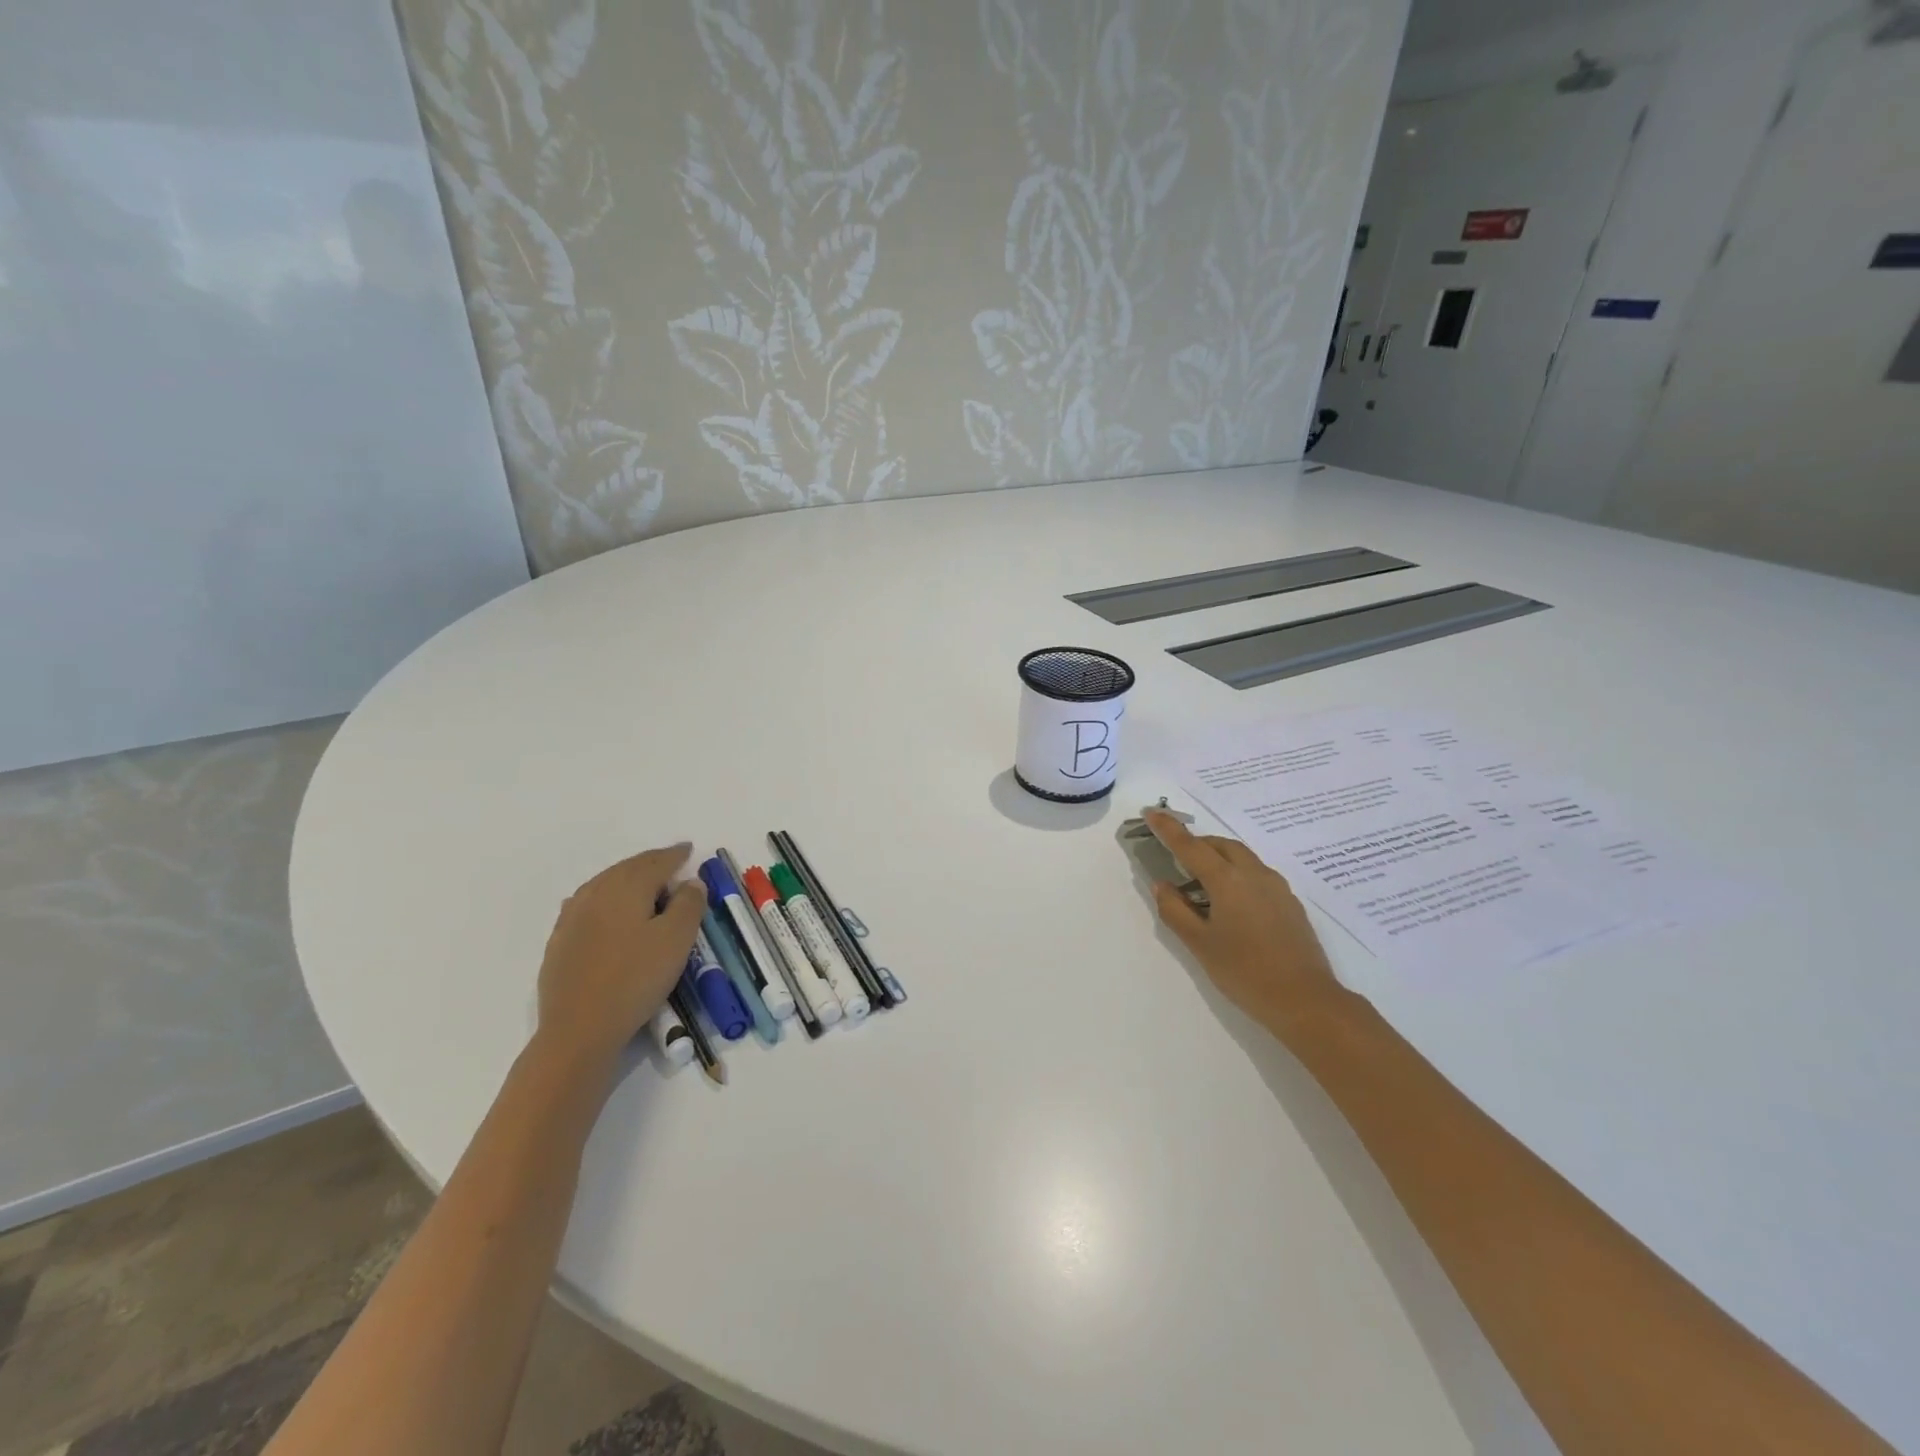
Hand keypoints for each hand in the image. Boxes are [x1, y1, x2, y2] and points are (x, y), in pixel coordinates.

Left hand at [535, 844, 706, 1076]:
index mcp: (627, 887)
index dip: (675, 855)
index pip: (656, 862)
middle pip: (627, 869)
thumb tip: (690, 881)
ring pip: (604, 884)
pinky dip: (605, 898)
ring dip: (627, 879)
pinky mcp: (560, 942)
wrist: (578, 1029)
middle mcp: (596, 893)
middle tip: (670, 862)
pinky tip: (605, 909)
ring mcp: (572, 917)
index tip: (689, 849)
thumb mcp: (676, 940)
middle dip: (650, 863)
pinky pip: (587, 905)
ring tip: (643, 883)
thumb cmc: (636, 979)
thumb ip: (688, 904)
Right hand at [1144, 809, 1355, 1043]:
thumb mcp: (1199, 944)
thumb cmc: (1245, 972)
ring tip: (1202, 884)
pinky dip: (1237, 875)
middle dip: (1197, 844)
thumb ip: (1175, 910)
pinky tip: (1231, 904)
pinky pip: (1257, 875)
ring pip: (1242, 858)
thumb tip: (1162, 885)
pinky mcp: (1290, 903)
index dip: (1168, 828)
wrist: (1306, 1001)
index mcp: (1227, 880)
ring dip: (1218, 859)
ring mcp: (1277, 887)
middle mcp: (1254, 874)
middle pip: (1221, 845)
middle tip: (1176, 859)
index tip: (1151, 812)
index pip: (1190, 846)